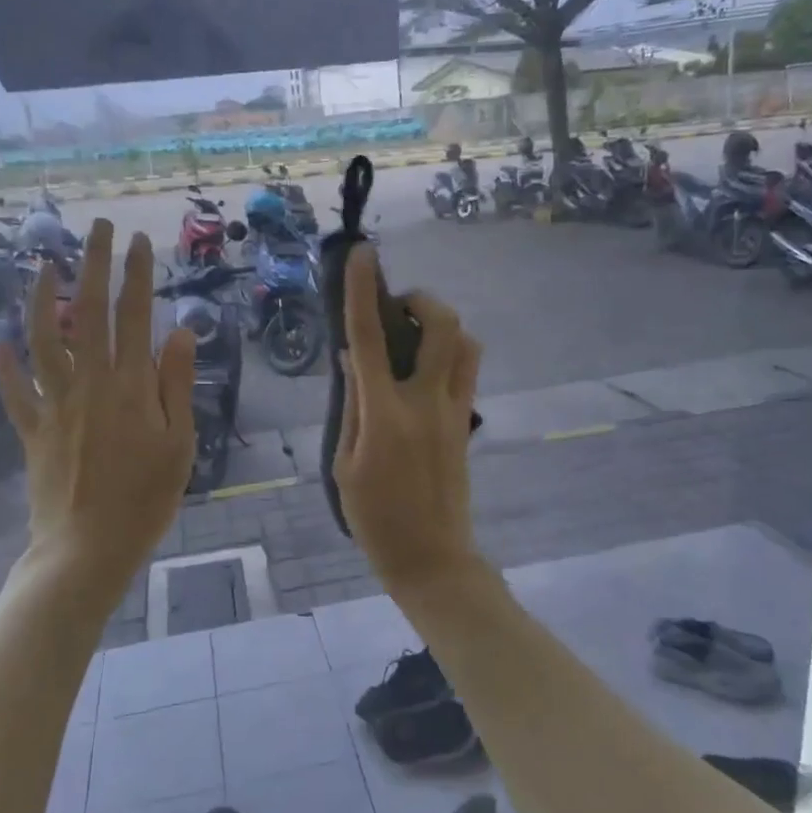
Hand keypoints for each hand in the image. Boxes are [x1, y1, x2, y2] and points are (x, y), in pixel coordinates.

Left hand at [0, 221, 195, 590]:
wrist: (87, 547)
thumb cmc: (145, 498)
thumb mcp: (179, 444)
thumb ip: (175, 385)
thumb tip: (179, 332)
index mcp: (132, 387)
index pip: (136, 316)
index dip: (137, 274)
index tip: (139, 240)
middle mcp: (91, 383)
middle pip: (91, 312)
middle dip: (94, 264)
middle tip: (98, 227)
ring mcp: (56, 404)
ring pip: (45, 339)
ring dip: (44, 299)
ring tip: (44, 265)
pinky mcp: (33, 429)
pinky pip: (16, 391)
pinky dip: (6, 366)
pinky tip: (0, 344)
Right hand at [334, 245, 482, 591]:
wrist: (431, 557)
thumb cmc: (374, 518)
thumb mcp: (343, 463)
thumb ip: (351, 405)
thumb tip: (352, 359)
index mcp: (385, 414)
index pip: (370, 339)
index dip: (364, 292)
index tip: (362, 255)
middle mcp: (426, 402)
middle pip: (441, 326)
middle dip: (421, 300)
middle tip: (398, 310)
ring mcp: (454, 411)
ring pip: (466, 344)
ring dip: (441, 327)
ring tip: (414, 339)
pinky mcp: (467, 423)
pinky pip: (468, 371)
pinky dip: (450, 354)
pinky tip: (424, 372)